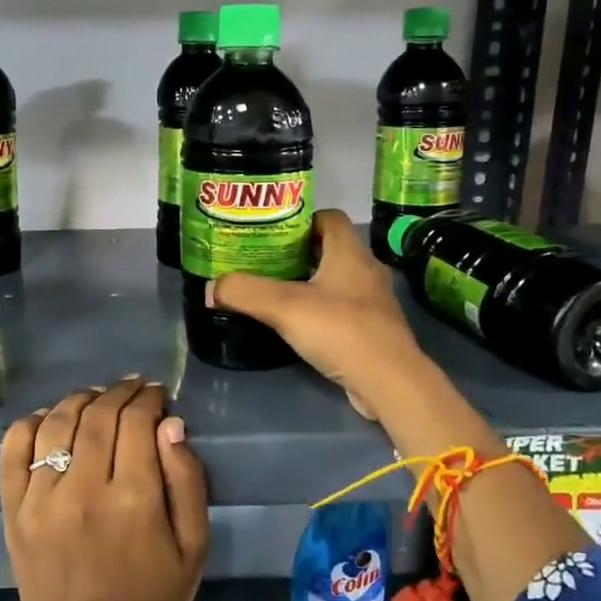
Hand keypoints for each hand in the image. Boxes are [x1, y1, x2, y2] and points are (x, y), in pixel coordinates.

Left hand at [0, 378, 209, 600]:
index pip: (137, 422)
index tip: (157, 394)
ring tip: (98, 398)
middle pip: (98, 415)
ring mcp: (40, 498)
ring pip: (57, 421)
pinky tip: (51, 418)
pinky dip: (32, 422)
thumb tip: (171, 425)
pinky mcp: (13, 510)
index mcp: (133, 500)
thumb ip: (188, 482)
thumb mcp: (194, 550)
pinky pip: (14, 448)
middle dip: (120, 392)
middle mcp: (83, 489)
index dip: (149, 399)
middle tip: (134, 389)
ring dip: (81, 399)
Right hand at [209, 210, 428, 420]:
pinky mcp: (374, 330)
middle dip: (298, 253)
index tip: (272, 232)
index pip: (329, 218)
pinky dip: (322, 311)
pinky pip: (343, 309)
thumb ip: (245, 292)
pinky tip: (300, 325)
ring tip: (276, 293)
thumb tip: (211, 288)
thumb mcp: (284, 307)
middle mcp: (366, 271)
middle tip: (264, 262)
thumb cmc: (340, 331)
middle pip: (330, 249)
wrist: (389, 382)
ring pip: (337, 281)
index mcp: (350, 253)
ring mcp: (374, 302)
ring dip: (310, 283)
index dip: (301, 219)